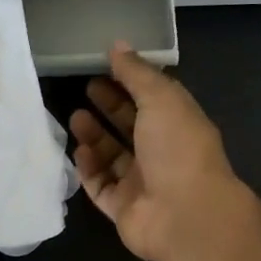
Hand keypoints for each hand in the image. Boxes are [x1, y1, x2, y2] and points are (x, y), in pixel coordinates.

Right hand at [69, 43, 247, 260]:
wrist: (184, 215)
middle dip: (109, 107)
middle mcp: (162, 153)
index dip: (129, 82)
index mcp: (179, 125)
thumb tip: (117, 45)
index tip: (103, 66)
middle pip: (131, 126)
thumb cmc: (178, 148)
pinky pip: (100, 185)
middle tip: (85, 88)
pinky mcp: (122, 208)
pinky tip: (78, 151)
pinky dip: (88, 168)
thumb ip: (137, 73)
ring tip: (75, 117)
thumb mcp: (161, 99)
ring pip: (112, 156)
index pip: (152, 99)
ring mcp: (142, 183)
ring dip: (94, 136)